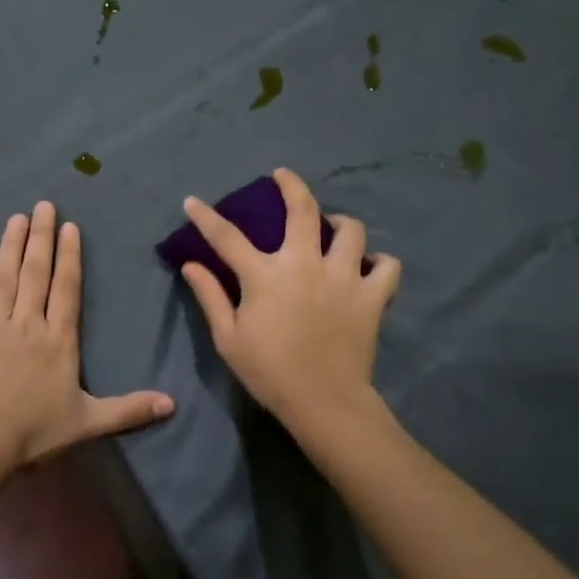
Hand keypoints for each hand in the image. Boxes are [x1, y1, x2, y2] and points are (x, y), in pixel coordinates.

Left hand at [0, 201, 173, 465]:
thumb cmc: (35, 430)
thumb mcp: (88, 422)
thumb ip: (129, 410)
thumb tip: (173, 404)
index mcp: (59, 340)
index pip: (67, 289)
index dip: (69, 257)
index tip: (69, 226)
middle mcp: (28, 324)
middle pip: (36, 274)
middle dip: (41, 238)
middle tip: (42, 205)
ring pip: (4, 278)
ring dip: (10, 247)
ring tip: (16, 217)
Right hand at [179, 167, 400, 431]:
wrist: (324, 402)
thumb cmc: (269, 372)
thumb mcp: (228, 339)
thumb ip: (210, 296)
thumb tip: (191, 264)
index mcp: (265, 275)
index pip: (227, 237)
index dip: (206, 216)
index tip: (192, 201)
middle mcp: (305, 264)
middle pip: (302, 210)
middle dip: (291, 184)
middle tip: (282, 176)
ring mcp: (344, 277)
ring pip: (351, 230)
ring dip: (340, 223)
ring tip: (332, 228)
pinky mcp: (372, 296)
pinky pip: (387, 265)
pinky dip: (379, 261)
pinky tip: (368, 266)